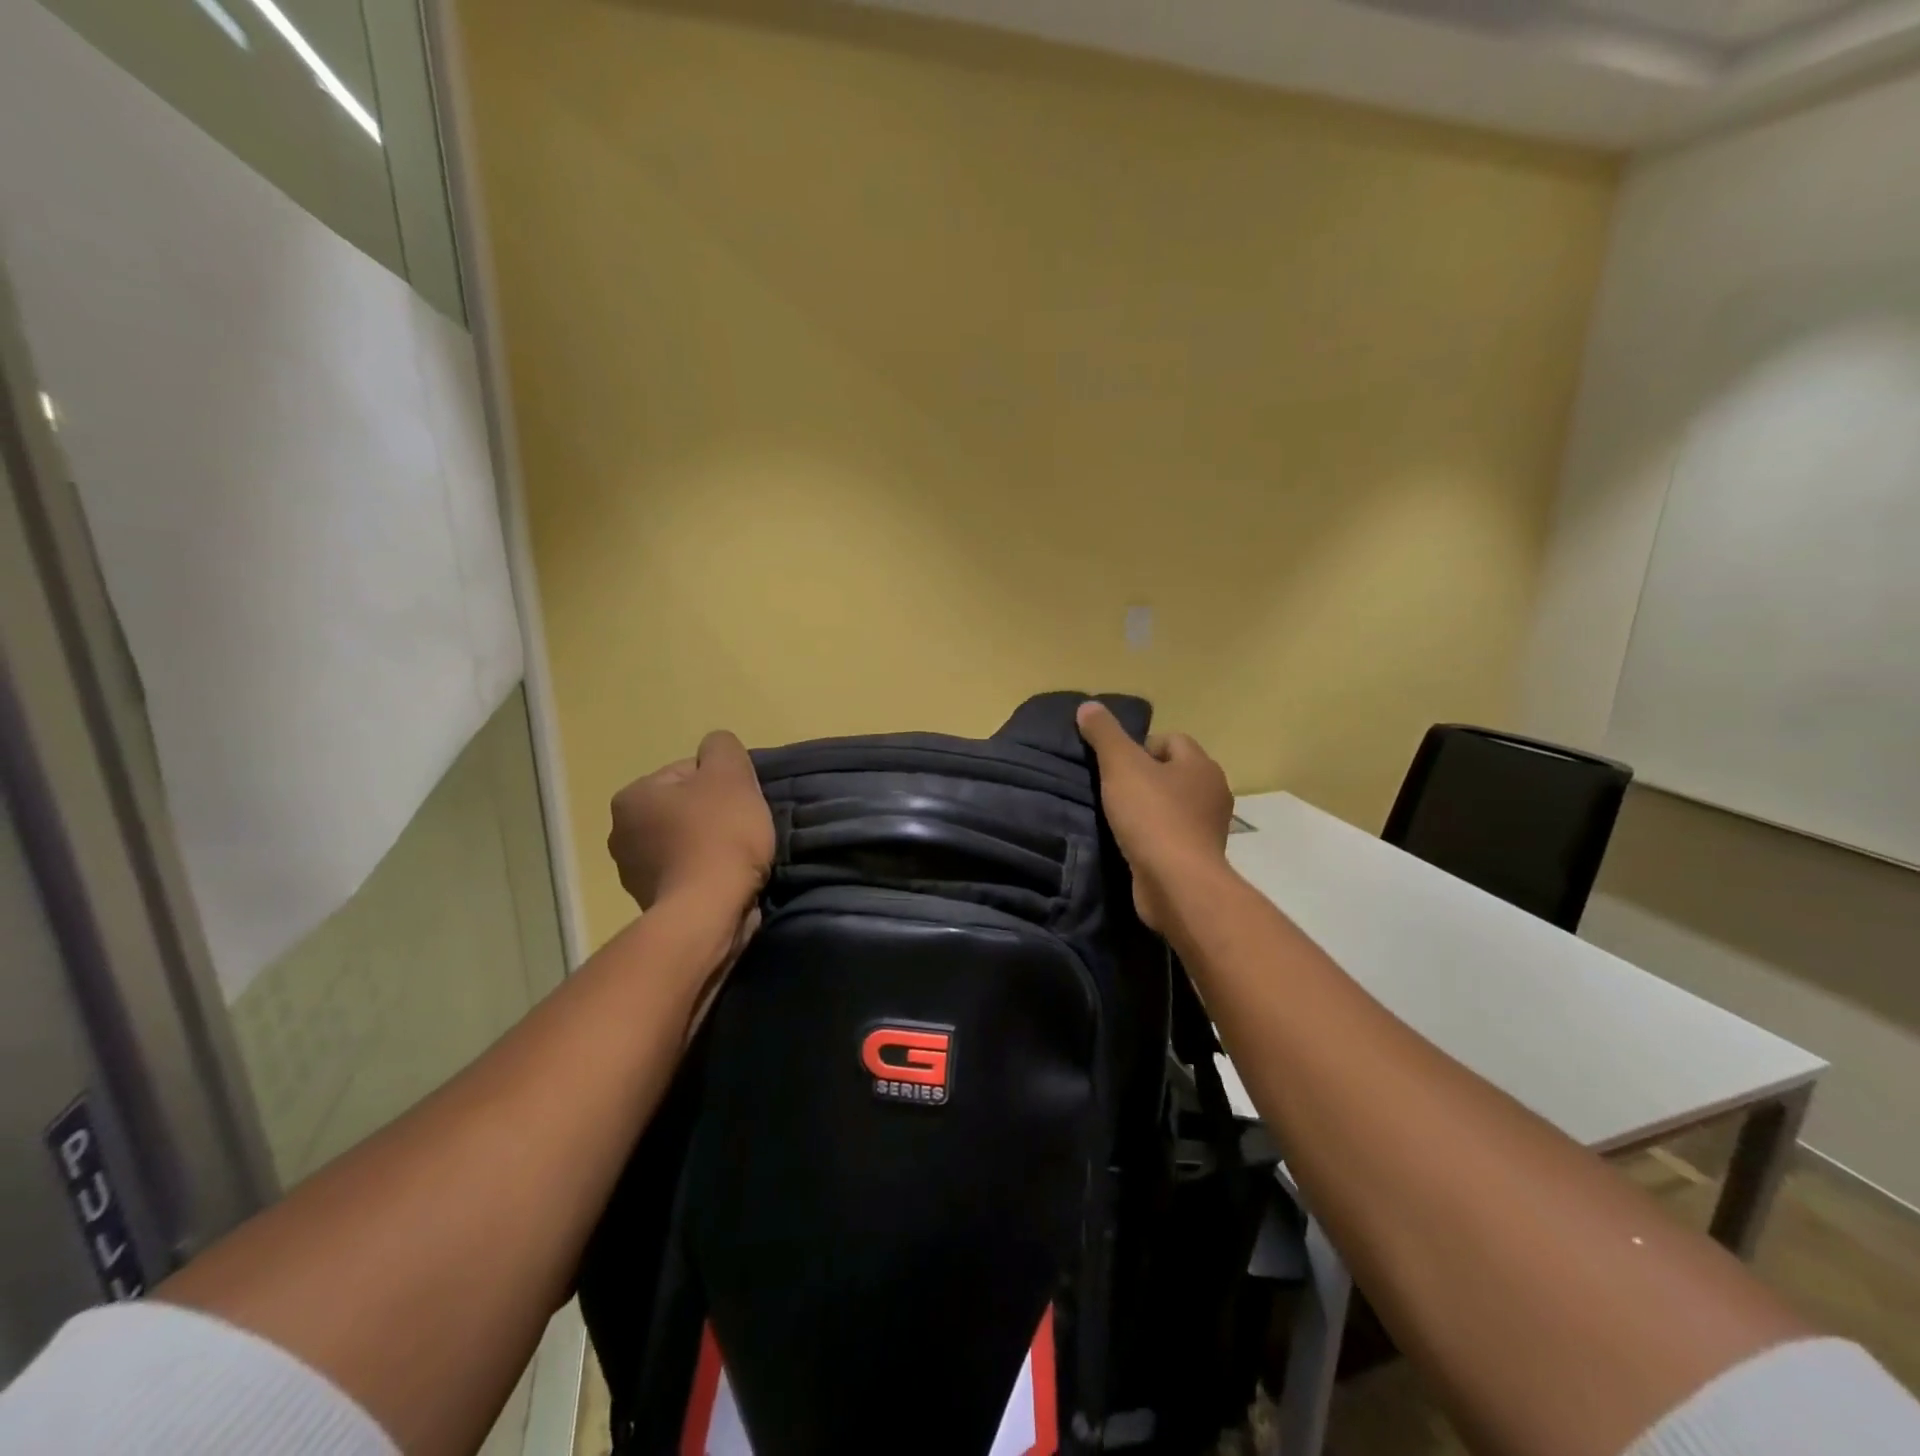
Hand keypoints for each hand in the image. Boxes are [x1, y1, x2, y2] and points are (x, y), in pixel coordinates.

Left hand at [608, 731, 774, 914]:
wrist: (708, 911)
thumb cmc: (719, 835)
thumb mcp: (730, 773)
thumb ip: (722, 747)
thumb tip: (715, 750)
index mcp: (632, 797)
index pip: (687, 773)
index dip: (722, 784)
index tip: (741, 804)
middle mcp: (620, 833)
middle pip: (684, 809)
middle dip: (713, 816)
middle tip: (742, 829)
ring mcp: (632, 873)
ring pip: (685, 843)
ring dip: (710, 847)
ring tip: (738, 859)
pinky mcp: (651, 904)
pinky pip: (686, 875)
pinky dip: (705, 875)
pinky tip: (726, 881)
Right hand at [1077, 701, 1233, 932]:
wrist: (1176, 883)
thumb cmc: (1152, 816)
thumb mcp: (1121, 766)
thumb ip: (1104, 734)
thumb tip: (1088, 705)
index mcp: (1201, 765)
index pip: (1171, 740)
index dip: (1140, 747)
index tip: (1115, 766)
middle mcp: (1212, 792)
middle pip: (1172, 773)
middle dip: (1144, 778)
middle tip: (1112, 790)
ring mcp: (1209, 828)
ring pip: (1172, 805)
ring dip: (1148, 809)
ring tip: (1117, 818)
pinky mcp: (1198, 858)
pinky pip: (1172, 835)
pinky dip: (1153, 836)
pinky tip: (1131, 844)